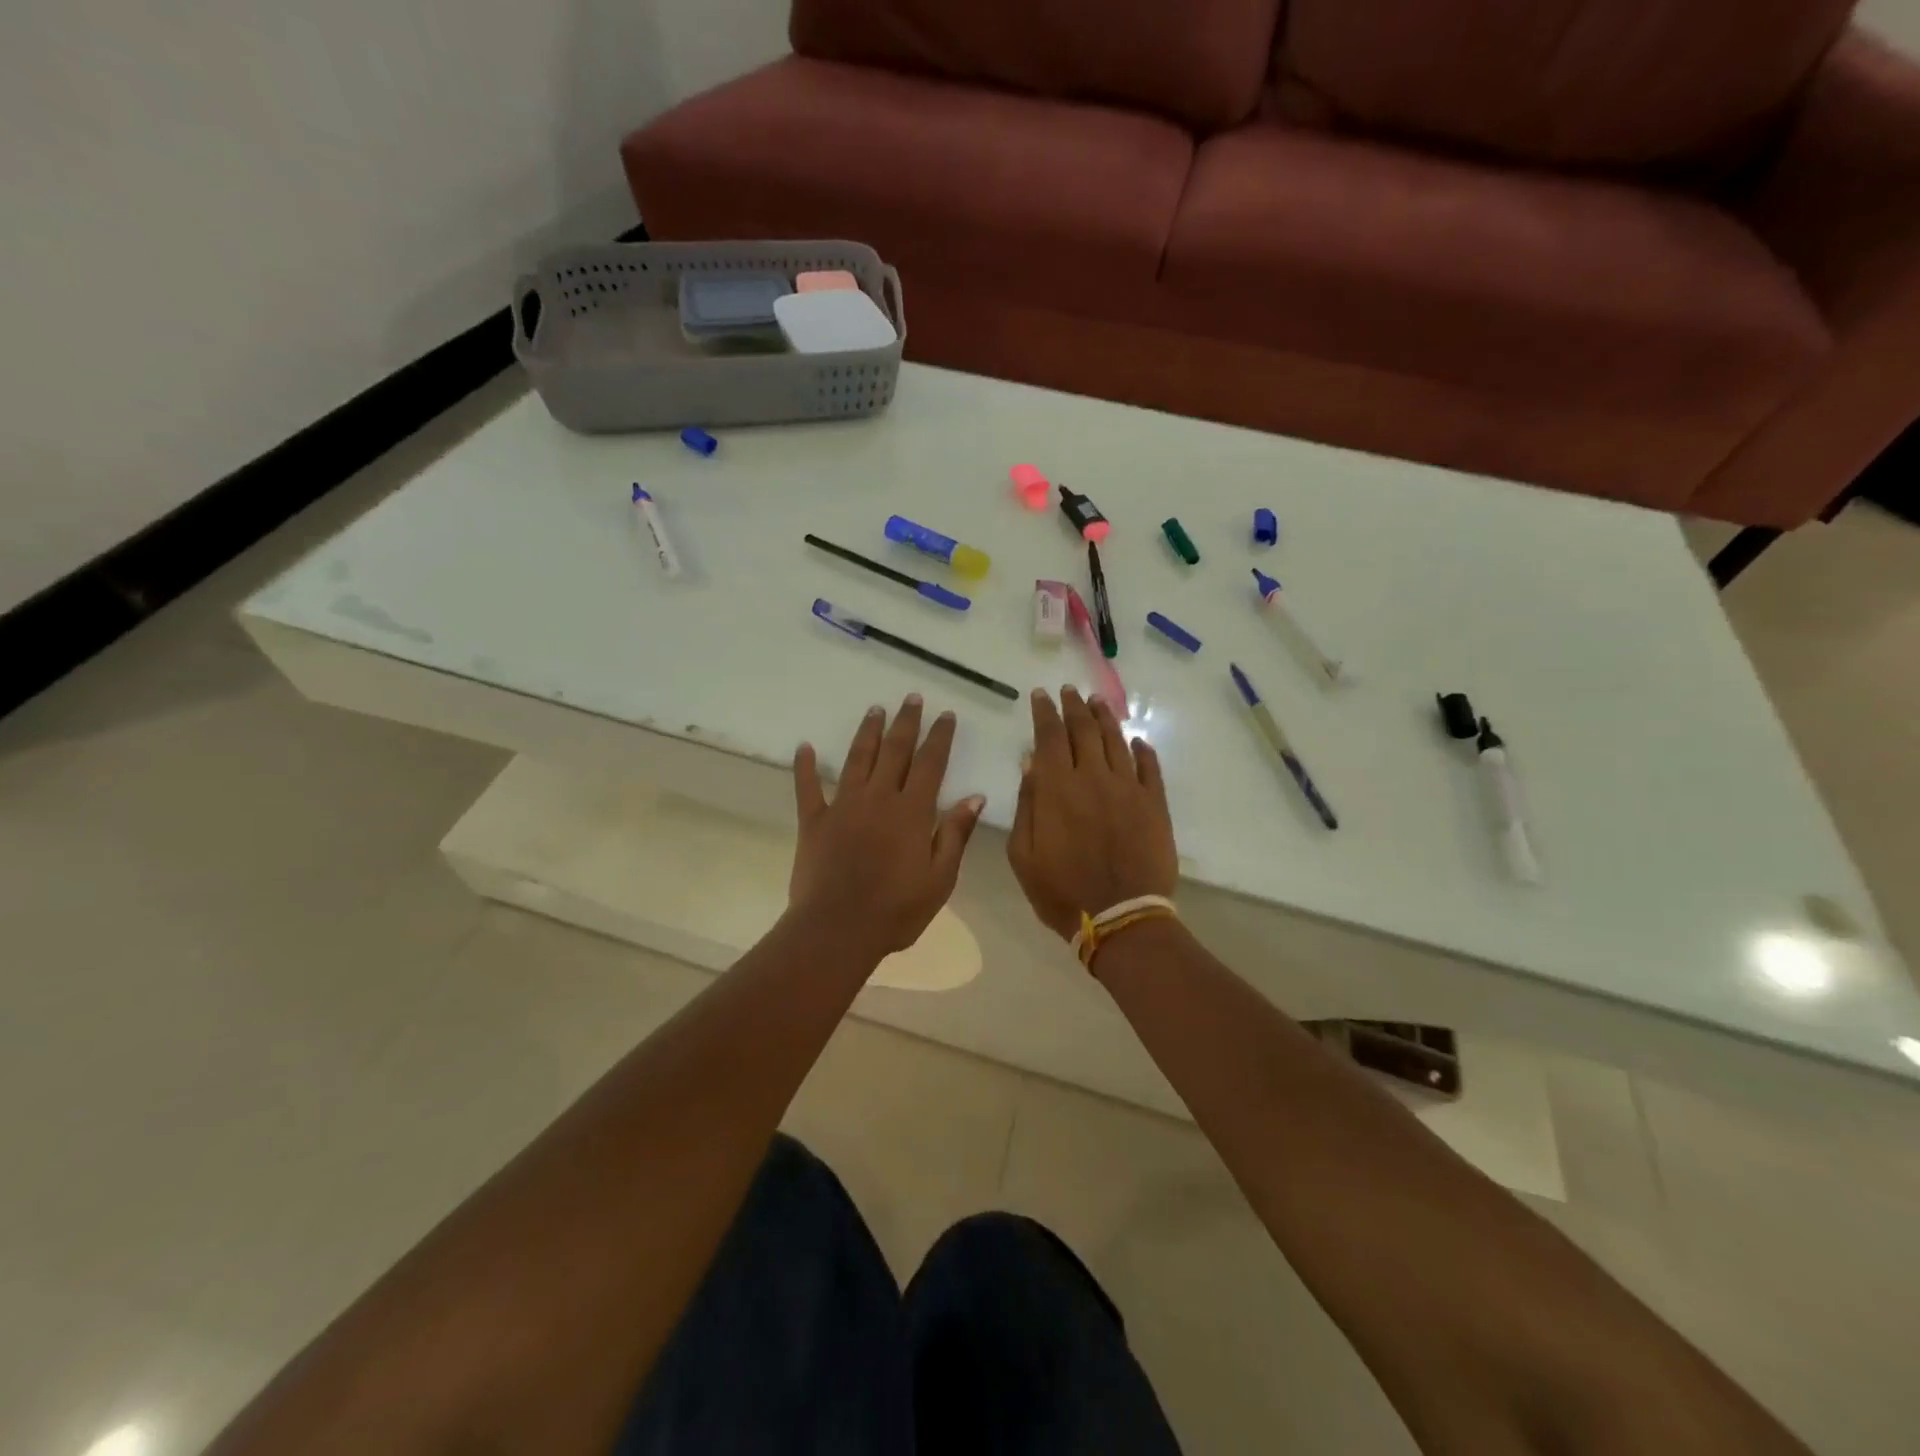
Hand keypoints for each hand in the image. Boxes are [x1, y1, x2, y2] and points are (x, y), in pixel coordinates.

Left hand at [791, 695, 984, 957]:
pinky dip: (805, 766)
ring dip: (868, 732)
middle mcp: (879, 798)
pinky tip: (804, 746)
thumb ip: (955, 834)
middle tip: (911, 697)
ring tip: (875, 709)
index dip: (939, 737)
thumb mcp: (940, 878)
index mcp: (912, 811)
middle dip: (906, 722)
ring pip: (858, 759)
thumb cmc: (897, 910)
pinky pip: (808, 787)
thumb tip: (974, 797)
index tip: (945, 714)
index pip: (930, 763)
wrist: (838, 929)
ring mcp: (843, 806)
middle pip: (895, 751)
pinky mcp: (814, 821)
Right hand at [1009, 687, 1177, 940]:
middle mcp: (1094, 778)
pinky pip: (1150, 767)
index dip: (1045, 713)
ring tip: (1097, 702)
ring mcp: (1129, 789)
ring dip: (1105, 718)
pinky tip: (1137, 740)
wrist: (1121, 917)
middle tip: (1068, 691)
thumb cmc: (1061, 891)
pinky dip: (1143, 750)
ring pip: (1117, 741)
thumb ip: (1026, 804)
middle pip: (1084, 730)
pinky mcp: (1155, 804)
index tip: (1041, 695)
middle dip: (1073, 707)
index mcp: (1058, 788)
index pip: (1050, 737)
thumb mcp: (1024, 854)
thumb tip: (1030, 763)